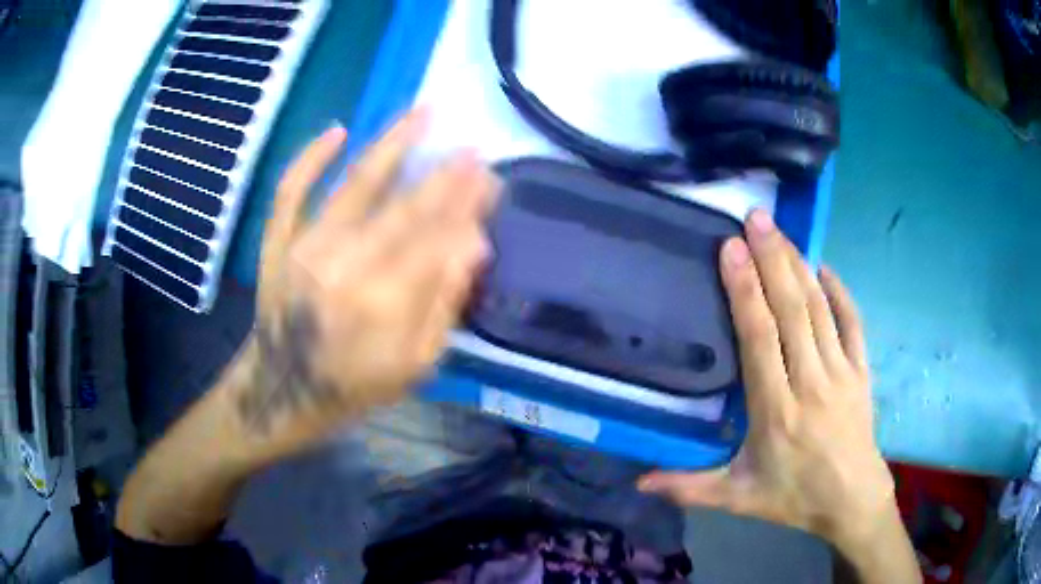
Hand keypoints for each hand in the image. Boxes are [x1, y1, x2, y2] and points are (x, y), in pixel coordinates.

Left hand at [228, 112, 498, 459]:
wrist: (279, 393)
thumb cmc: (352, 386)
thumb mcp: (413, 366)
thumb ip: (443, 305)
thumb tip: (473, 244)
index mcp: (381, 306)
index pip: (435, 239)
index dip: (466, 204)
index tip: (490, 177)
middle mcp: (342, 268)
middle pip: (403, 208)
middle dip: (444, 175)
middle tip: (471, 147)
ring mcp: (303, 250)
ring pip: (354, 186)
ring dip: (391, 145)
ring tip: (421, 112)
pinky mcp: (277, 244)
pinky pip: (291, 192)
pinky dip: (310, 158)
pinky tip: (337, 130)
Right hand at [638, 209, 894, 549]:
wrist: (851, 501)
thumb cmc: (794, 498)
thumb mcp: (737, 499)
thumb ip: (688, 488)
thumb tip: (638, 481)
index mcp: (777, 412)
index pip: (760, 339)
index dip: (745, 291)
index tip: (731, 250)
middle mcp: (810, 382)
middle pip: (792, 311)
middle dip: (772, 259)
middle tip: (755, 218)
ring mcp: (841, 373)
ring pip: (820, 309)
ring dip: (799, 266)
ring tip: (780, 231)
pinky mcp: (861, 371)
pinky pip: (852, 323)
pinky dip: (840, 292)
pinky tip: (825, 268)